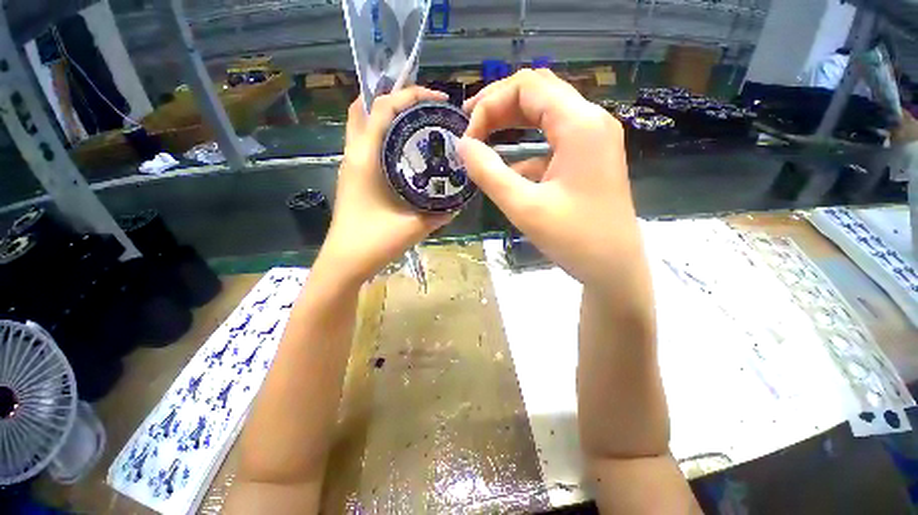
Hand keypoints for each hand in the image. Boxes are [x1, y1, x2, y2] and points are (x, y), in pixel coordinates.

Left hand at [315, 87, 451, 285]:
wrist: (344, 263)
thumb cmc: (374, 243)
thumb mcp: (413, 227)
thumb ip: (439, 213)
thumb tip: (459, 202)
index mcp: (365, 159)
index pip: (382, 108)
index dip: (410, 95)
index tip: (438, 100)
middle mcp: (354, 155)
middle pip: (365, 108)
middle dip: (393, 98)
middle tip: (423, 106)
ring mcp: (351, 166)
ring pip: (363, 125)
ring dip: (387, 115)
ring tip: (417, 122)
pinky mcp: (353, 177)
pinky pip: (366, 143)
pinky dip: (383, 135)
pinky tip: (405, 150)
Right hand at [457, 69, 639, 291]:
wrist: (615, 268)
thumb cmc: (574, 239)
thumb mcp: (524, 207)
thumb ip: (489, 173)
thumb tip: (462, 146)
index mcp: (580, 125)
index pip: (527, 87)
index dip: (490, 104)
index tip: (469, 138)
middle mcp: (590, 121)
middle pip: (538, 92)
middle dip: (498, 106)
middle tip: (470, 128)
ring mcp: (592, 139)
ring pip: (545, 113)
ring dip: (511, 122)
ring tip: (482, 138)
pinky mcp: (588, 158)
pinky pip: (552, 139)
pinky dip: (526, 147)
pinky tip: (509, 168)